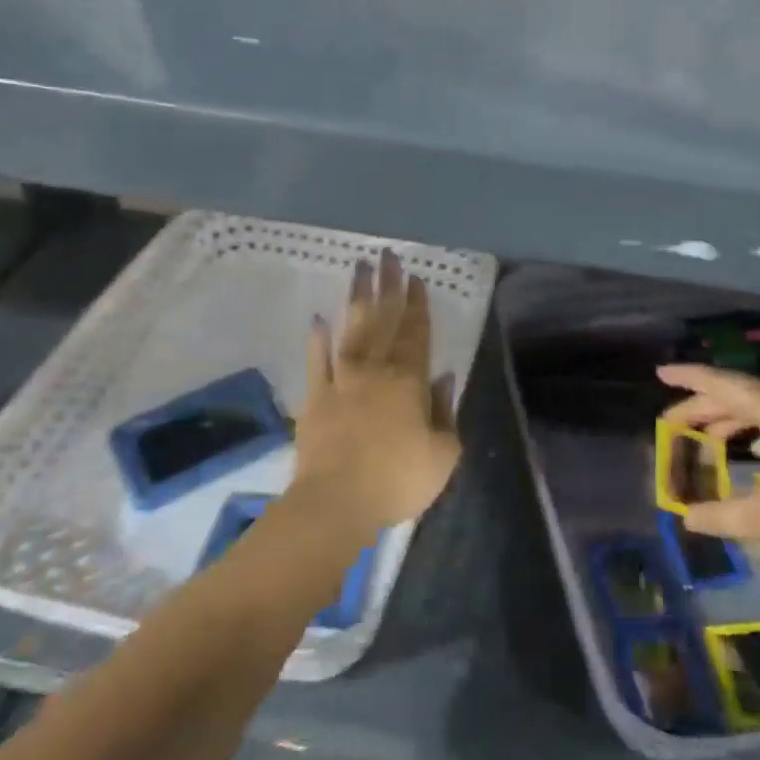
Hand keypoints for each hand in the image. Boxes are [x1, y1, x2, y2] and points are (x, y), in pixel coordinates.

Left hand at [293, 250, 460, 540]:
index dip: (417, 305)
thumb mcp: (443, 454)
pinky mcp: (314, 397)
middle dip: (388, 287)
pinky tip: (319, 319)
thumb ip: (445, 411)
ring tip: (358, 269)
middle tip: (387, 256)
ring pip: (352, 330)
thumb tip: (443, 377)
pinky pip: (316, 361)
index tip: (416, 278)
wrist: (337, 503)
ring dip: (356, 299)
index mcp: (409, 382)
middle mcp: (375, 371)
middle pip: (384, 321)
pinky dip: (317, 340)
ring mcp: (341, 381)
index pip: (416, 334)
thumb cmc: (398, 480)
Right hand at [660, 363, 759, 585]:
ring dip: (734, 421)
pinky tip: (756, 452)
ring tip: (707, 439)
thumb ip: (721, 516)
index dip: (689, 378)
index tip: (660, 372)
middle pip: (742, 396)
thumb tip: (687, 519)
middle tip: (673, 424)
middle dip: (705, 408)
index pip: (723, 384)